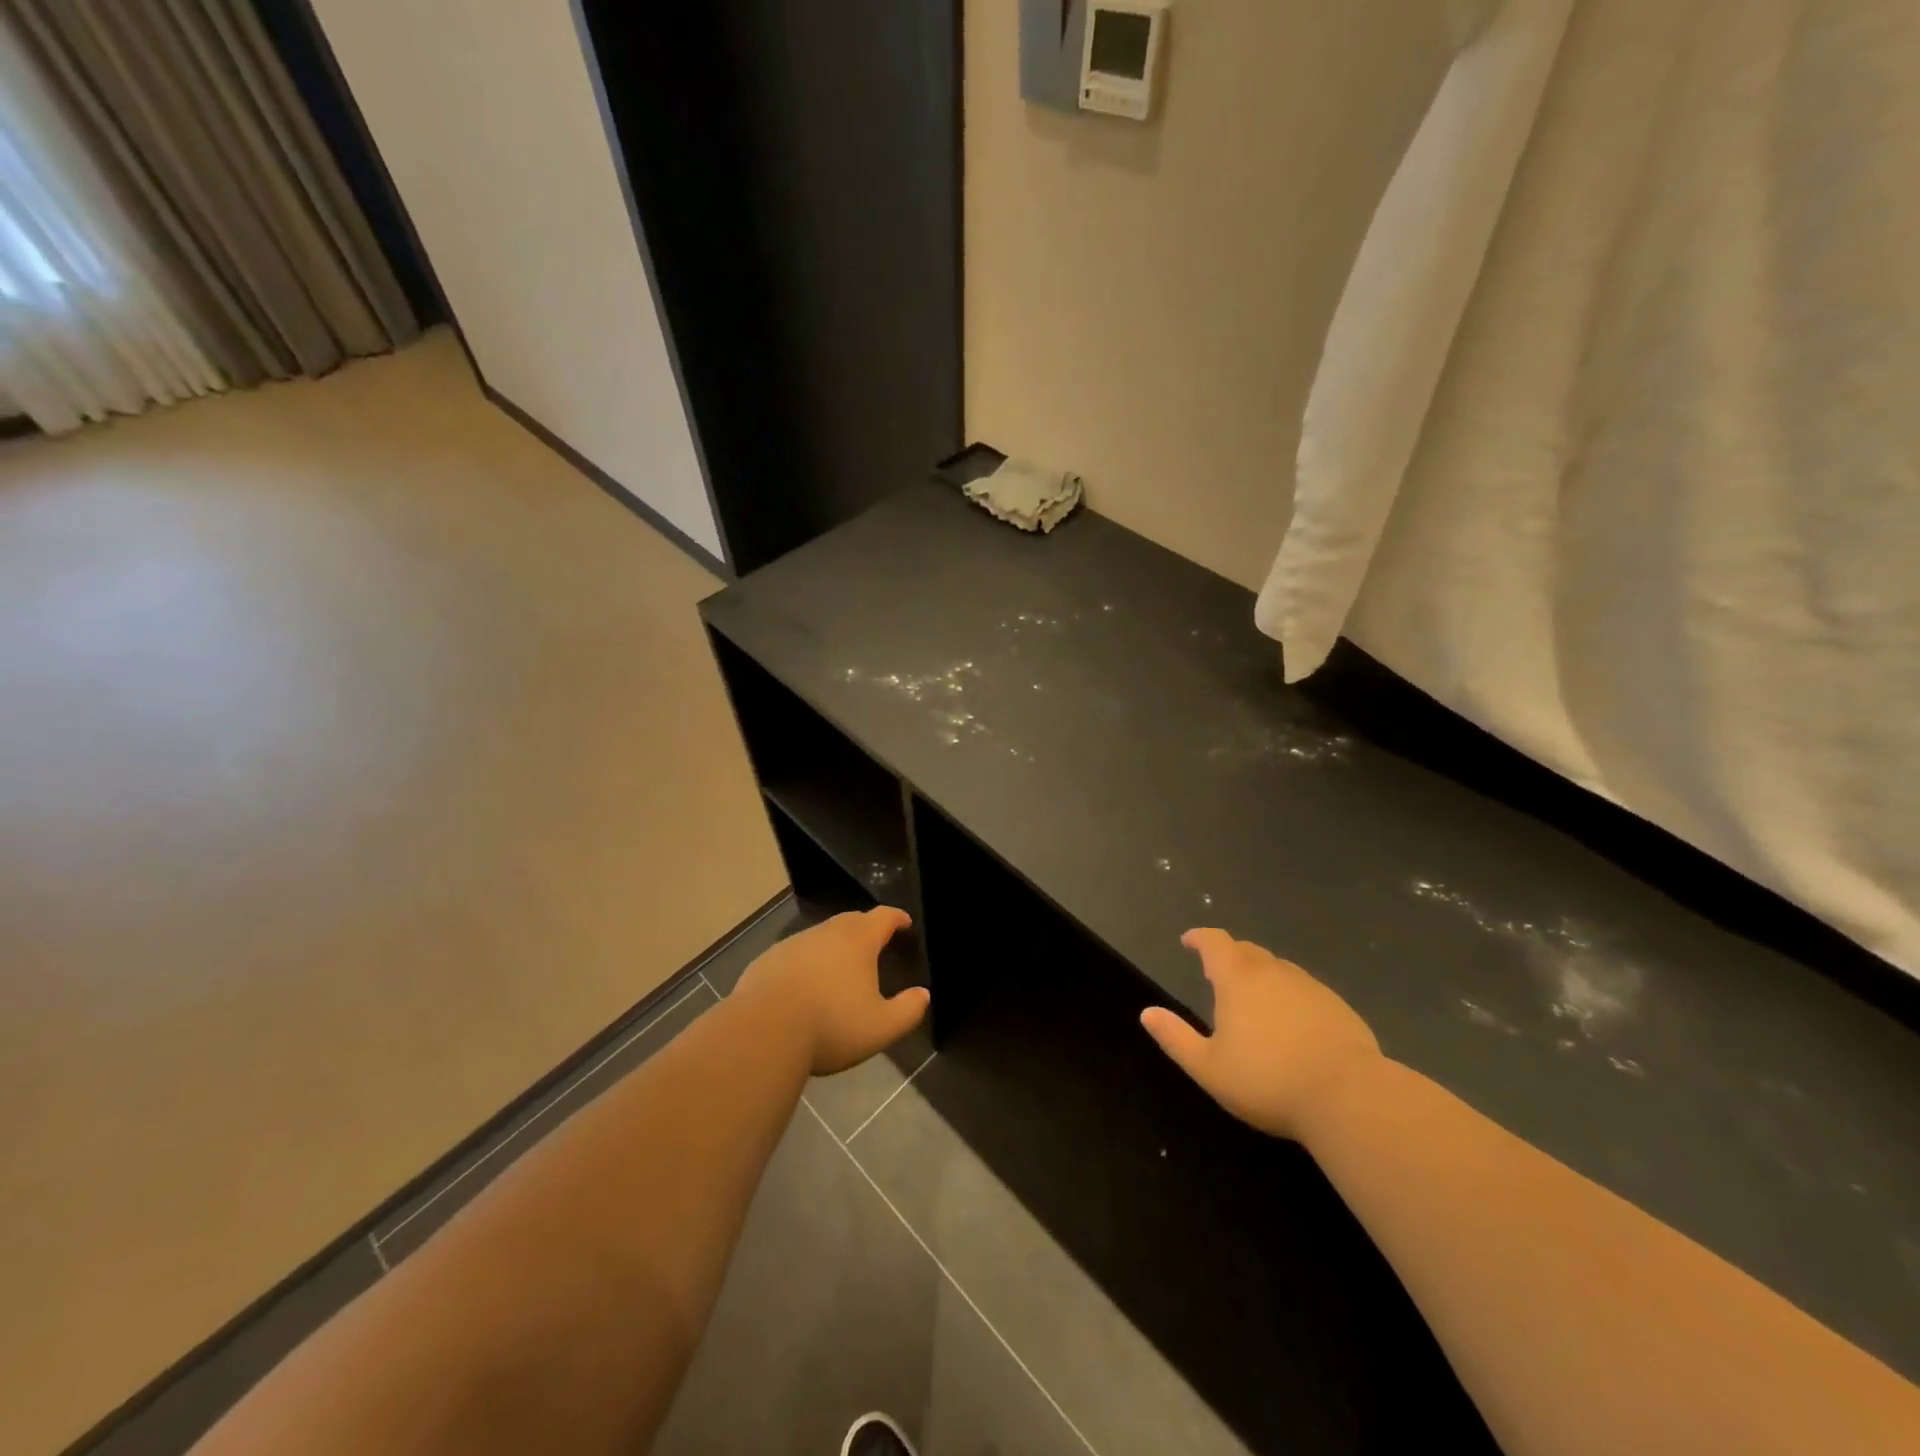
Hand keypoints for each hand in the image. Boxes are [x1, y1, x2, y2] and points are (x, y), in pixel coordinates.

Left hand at [735, 907, 929, 1075]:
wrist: (763, 1031)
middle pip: (851, 921)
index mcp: (858, 941)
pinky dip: (806, 964)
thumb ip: (908, 1010)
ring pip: (821, 937)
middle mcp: (826, 933)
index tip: (904, 923)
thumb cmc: (831, 1025)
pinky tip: (804, 988)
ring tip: (840, 970)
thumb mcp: (881, 1027)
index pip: (883, 917)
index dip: (897, 918)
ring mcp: (793, 944)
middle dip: (866, 929)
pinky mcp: (767, 961)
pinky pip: (795, 956)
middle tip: (875, 944)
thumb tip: (923, 995)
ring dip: (834, 947)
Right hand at [1141, 929, 1381, 1140]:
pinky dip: (1289, 997)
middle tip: (1216, 974)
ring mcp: (1310, 987)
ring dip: (1260, 976)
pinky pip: (1304, 990)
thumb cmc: (1268, 1081)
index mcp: (1238, 978)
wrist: (1350, 1098)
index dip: (1199, 938)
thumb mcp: (1209, 1067)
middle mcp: (1273, 972)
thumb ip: (1175, 1038)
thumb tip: (1147, 1014)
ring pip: (1277, 969)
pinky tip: (1291, 1026)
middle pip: (1246, 951)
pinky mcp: (1338, 1007)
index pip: (1214, 942)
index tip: (1188, 942)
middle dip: (1228, 957)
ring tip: (1252, 1001)